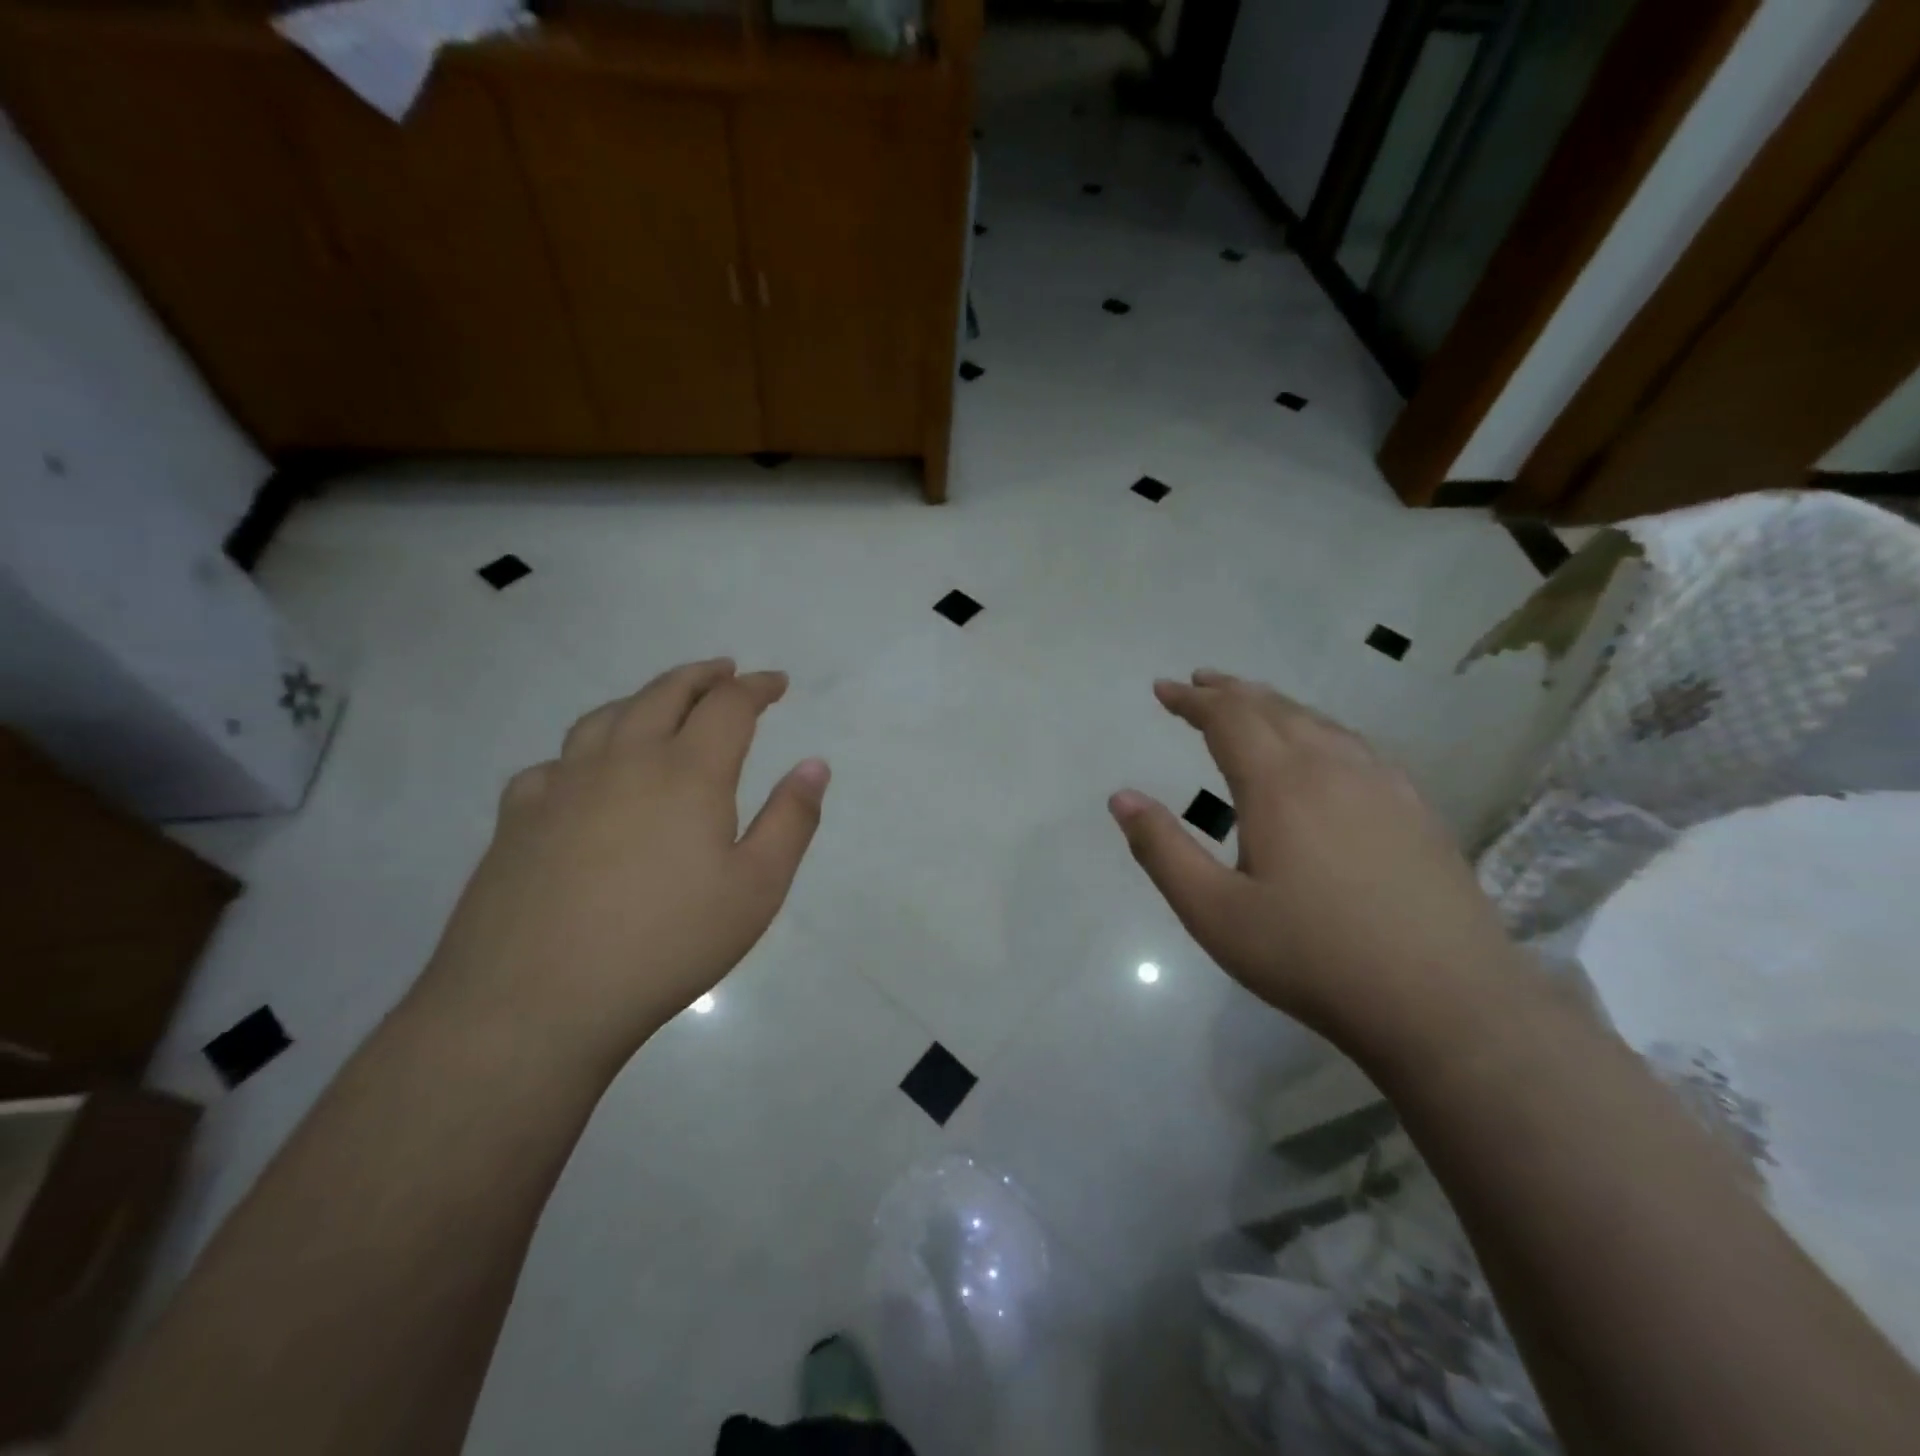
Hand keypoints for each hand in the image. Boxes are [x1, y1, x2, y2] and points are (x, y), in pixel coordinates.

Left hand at [412, 659, 827, 1070]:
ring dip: (644, 698)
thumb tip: (815, 765)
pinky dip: (584, 751)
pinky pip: (555, 762)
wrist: (535, 1001)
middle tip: (724, 672)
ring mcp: (563, 784)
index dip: (756, 686)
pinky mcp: (518, 817)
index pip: (729, 706)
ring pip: (606, 716)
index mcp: (688, 772)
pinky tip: (585, 773)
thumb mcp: (757, 888)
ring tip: (661, 703)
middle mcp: (624, 760)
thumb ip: (791, 820)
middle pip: (665, 693)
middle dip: (702, 677)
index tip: (775, 681)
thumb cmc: (667, 944)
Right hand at [1109, 670, 1521, 1050]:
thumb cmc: (1312, 956)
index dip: (1192, 699)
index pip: (1228, 718)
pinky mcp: (1415, 808)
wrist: (1445, 1002)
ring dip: (1275, 706)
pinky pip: (1355, 745)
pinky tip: (1323, 747)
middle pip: (1274, 709)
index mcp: (1280, 785)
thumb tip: (1121, 797)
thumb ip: (1162, 850)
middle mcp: (1332, 767)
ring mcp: (1383, 784)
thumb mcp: (1214, 913)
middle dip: (1230, 692)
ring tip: (1250, 705)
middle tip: (1200, 684)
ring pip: (1319, 722)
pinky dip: (1319, 728)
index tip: (1163, 689)